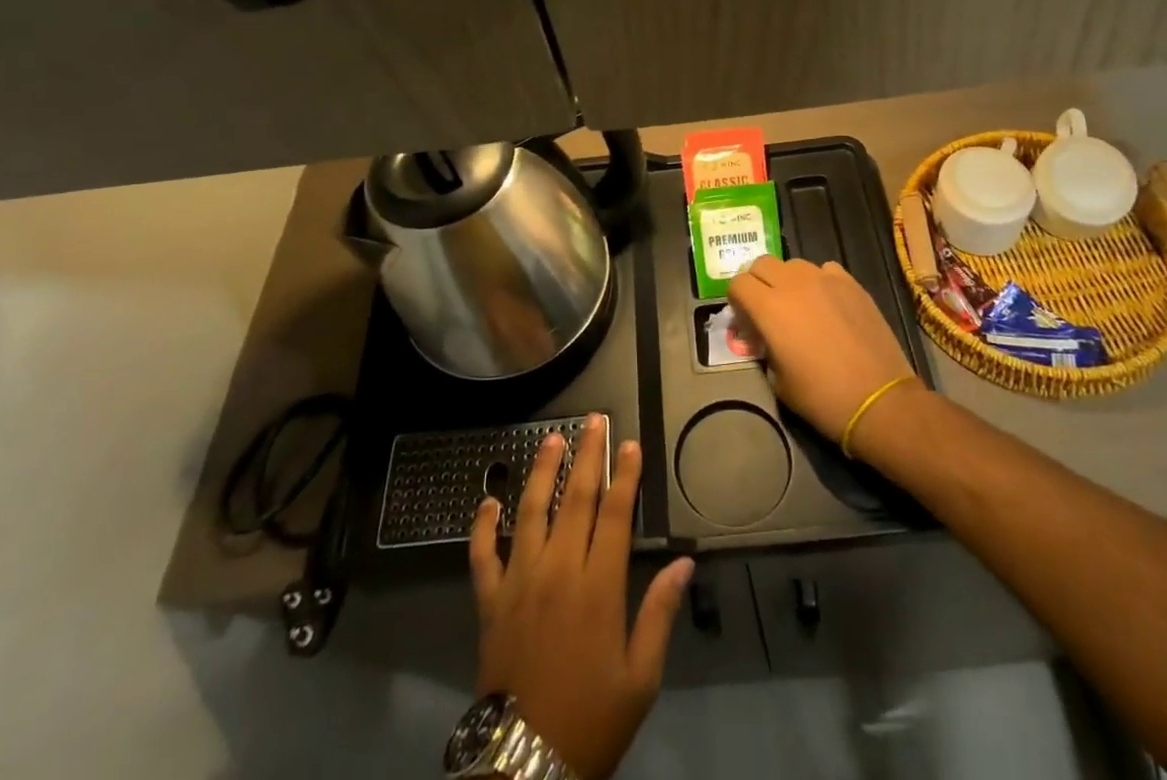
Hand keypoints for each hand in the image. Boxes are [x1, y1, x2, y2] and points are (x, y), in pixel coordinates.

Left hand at [469, 415, 693, 779]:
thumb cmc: (592, 719)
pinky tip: (487, 500)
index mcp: (598, 586)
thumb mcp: (640, 677)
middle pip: (576, 499)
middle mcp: (558, 571)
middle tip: (594, 420)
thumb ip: (660, 613)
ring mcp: (519, 581)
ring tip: (551, 438)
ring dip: (542, 471)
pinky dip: (482, 526)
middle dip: (588, 455)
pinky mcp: (489, 601)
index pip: (616, 514)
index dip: (625, 475)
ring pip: (531, 511)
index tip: (631, 444)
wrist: (526, 765)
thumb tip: (683, 563)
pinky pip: (482, 555)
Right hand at [726, 256, 915, 444]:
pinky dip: (819, 282)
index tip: (746, 320)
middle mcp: (794, 284)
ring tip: (799, 306)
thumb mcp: (777, 380)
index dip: (737, 301)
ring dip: (788, 280)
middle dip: (758, 283)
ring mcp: (825, 279)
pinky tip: (827, 304)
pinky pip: (825, 270)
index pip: (738, 283)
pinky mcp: (852, 283)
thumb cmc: (822, 397)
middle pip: (762, 264)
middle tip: (767, 309)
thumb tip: (763, 336)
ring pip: (793, 264)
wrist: (878, 400)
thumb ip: (764, 347)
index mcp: (769, 308)